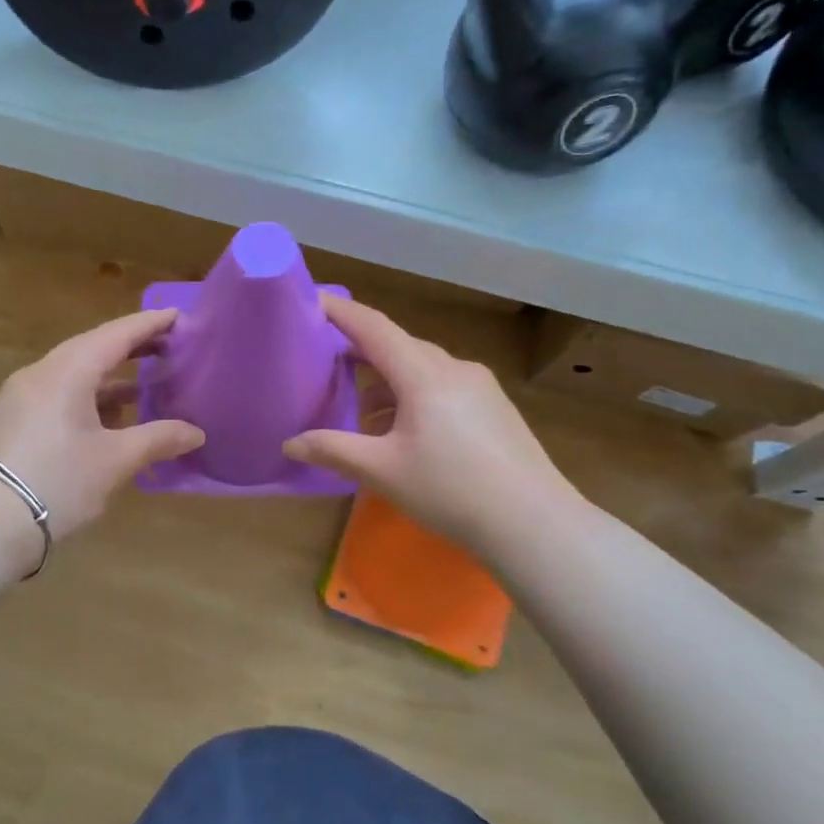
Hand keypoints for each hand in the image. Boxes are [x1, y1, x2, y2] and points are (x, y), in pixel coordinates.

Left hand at [0, 308, 204, 548]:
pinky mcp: (11, 421)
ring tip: (143, 391)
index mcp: (67, 372)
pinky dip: (87, 400)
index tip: (178, 316)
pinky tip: (106, 422)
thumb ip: (158, 439)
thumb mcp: (115, 461)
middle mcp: (40, 374)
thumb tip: (196, 433)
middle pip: (92, 349)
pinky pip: (57, 396)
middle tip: (167, 348)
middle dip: (130, 349)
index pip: (115, 335)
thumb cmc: (58, 482)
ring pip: (73, 375)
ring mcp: (20, 397)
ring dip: (108, 380)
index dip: (148, 325)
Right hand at [283, 297, 579, 555]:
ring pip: (421, 368)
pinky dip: (412, 395)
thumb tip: (289, 445)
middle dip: (360, 348)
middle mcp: (453, 368)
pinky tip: (402, 430)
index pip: (373, 327)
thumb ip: (333, 450)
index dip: (340, 312)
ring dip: (386, 380)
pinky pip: (442, 386)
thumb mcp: (382, 471)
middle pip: (398, 345)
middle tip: (324, 358)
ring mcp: (479, 387)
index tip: (310, 299)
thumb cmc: (451, 491)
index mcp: (424, 374)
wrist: (534, 524)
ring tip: (358, 409)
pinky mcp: (494, 407)